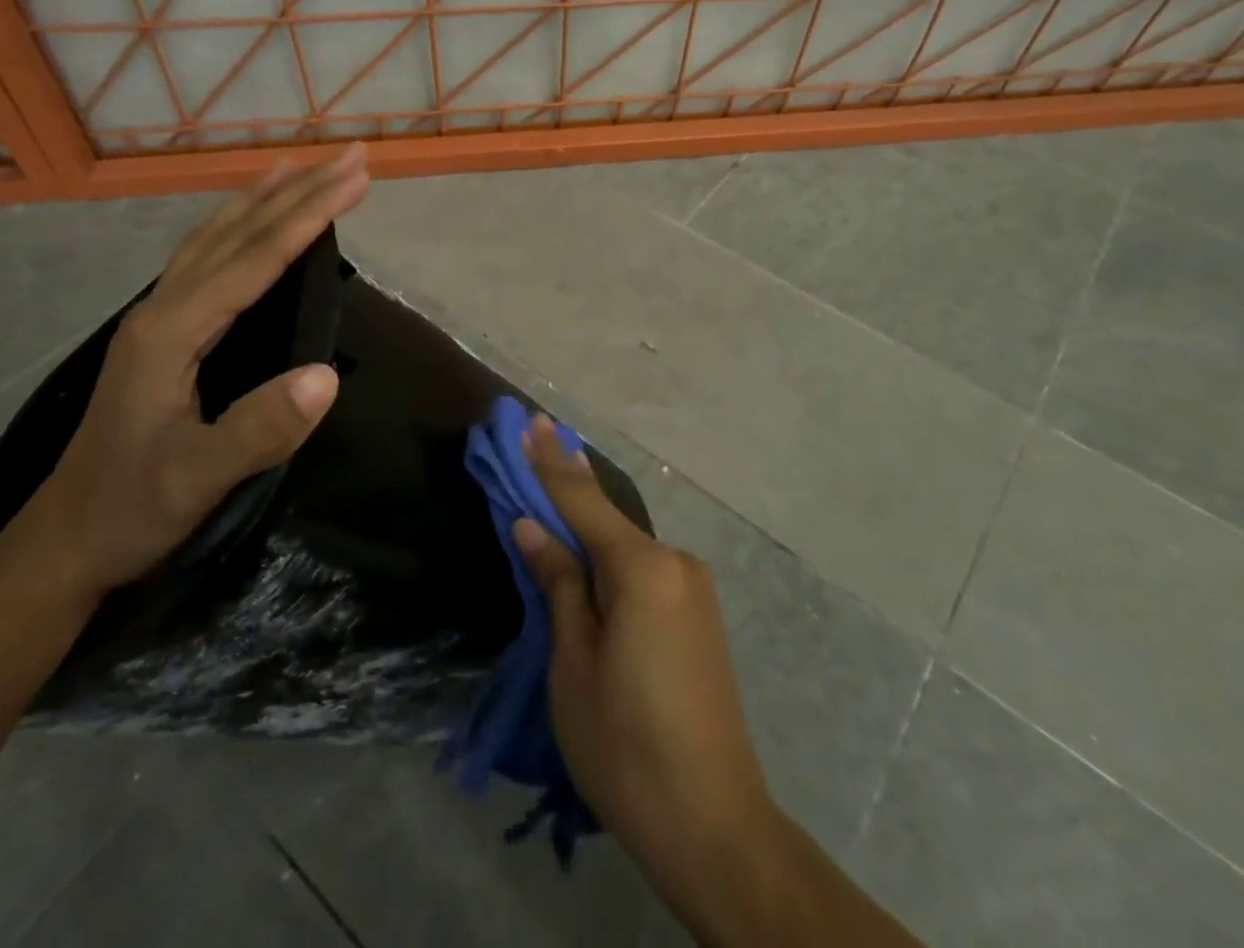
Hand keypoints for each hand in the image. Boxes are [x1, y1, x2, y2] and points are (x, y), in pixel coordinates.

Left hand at [15, 146, 369, 598]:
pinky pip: (207, 257)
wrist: (67, 540)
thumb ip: (259, 429)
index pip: (255, 258)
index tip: (356, 179)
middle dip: (298, 190)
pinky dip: (238, 225)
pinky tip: (250, 222)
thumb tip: (328, 375)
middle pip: (238, 232)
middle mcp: (164, 308)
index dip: (309, 215)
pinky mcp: (164, 331)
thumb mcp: (198, 479)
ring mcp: (159, 316)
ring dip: (265, 198)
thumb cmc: (134, 508)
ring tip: (301, 167)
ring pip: (217, 237)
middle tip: (352, 156)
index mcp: (172, 330)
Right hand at [513, 417, 776, 891]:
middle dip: (569, 482)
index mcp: (642, 568)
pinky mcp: (700, 614)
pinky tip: (591, 549)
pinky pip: (645, 568)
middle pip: (608, 518)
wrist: (713, 823)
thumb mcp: (573, 665)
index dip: (550, 462)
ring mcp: (693, 587)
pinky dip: (612, 553)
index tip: (531, 420)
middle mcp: (675, 562)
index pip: (582, 501)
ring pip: (626, 544)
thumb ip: (558, 585)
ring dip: (589, 522)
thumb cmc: (625, 745)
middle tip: (540, 434)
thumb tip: (532, 527)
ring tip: (555, 488)